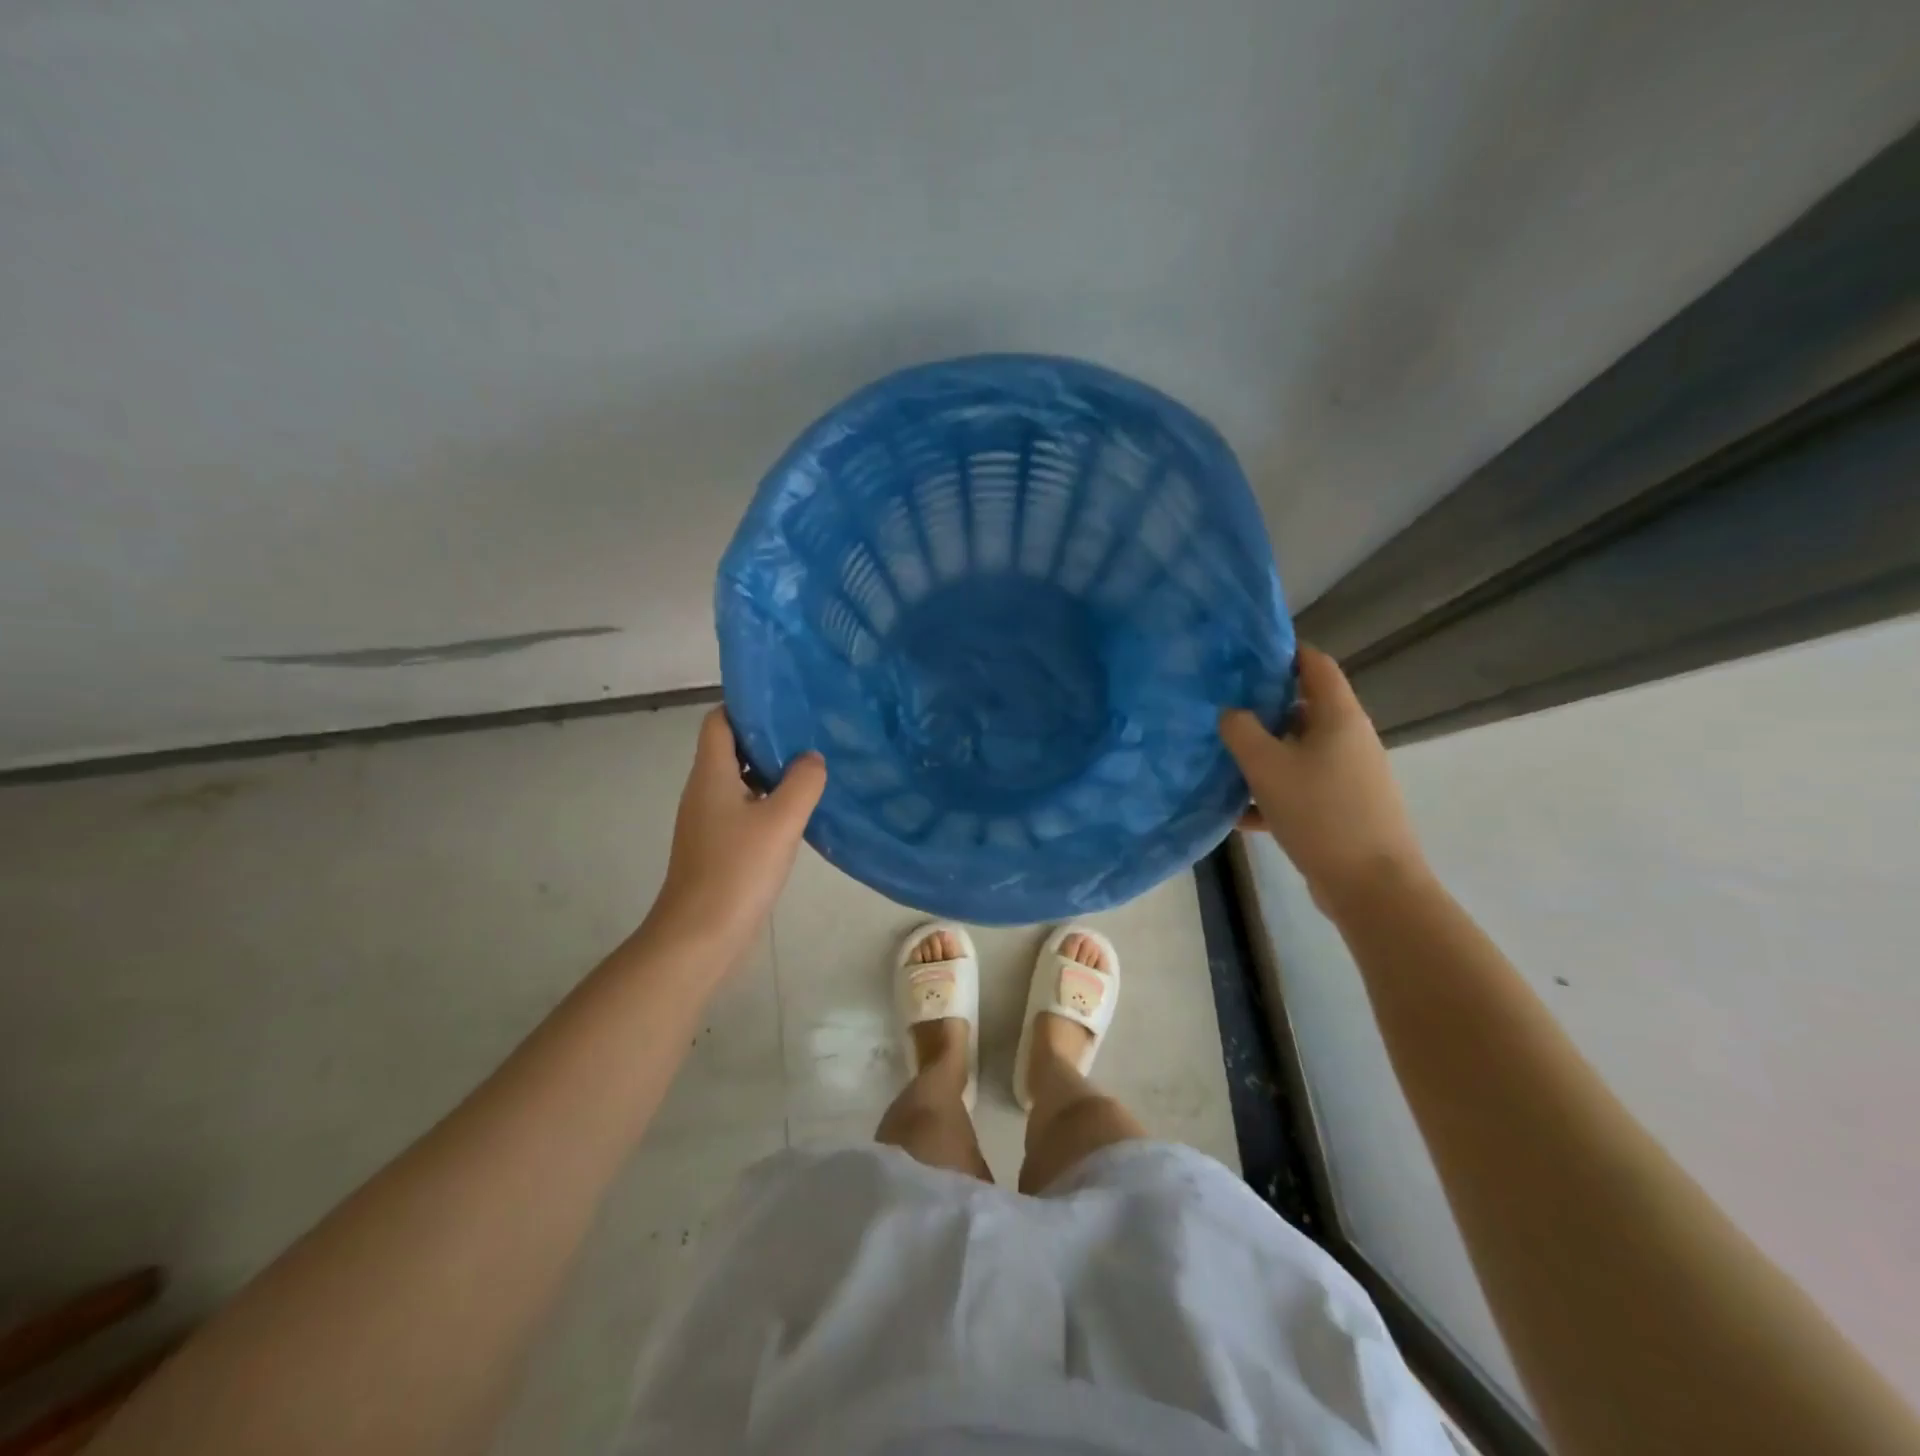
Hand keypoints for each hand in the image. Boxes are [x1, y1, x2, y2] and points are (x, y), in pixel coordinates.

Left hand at [649, 709, 825, 951]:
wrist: (700, 936)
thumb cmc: (737, 870)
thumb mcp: (781, 820)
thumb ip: (803, 781)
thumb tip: (812, 758)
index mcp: (711, 774)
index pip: (719, 721)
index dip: (748, 707)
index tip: (787, 706)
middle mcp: (704, 790)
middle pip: (731, 749)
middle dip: (768, 740)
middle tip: (811, 736)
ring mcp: (708, 820)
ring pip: (740, 781)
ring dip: (772, 773)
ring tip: (812, 770)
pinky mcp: (718, 846)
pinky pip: (744, 809)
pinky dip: (768, 803)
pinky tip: (798, 813)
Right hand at [1220, 646, 1427, 912]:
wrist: (1371, 885)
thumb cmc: (1320, 812)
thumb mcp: (1267, 766)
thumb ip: (1241, 731)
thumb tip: (1230, 712)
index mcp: (1339, 717)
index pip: (1315, 665)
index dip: (1284, 652)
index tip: (1243, 654)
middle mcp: (1348, 739)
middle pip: (1303, 708)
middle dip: (1262, 706)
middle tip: (1220, 706)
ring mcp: (1348, 776)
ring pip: (1298, 751)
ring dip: (1263, 753)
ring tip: (1221, 757)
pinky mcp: (1341, 809)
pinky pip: (1299, 789)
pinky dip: (1271, 794)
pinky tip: (1237, 813)